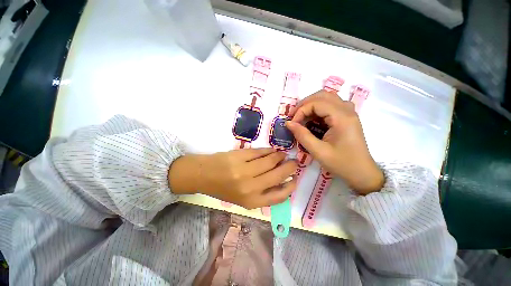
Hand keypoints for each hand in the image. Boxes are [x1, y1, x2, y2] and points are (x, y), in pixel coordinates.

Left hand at [168, 148, 297, 208]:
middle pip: (278, 175)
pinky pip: (260, 152)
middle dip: (290, 167)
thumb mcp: (243, 198)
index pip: (279, 196)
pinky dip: (268, 151)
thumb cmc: (224, 189)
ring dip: (279, 156)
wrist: (204, 176)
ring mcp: (244, 170)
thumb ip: (262, 192)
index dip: (291, 187)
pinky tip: (272, 151)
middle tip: (294, 162)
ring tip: (282, 155)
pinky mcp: (239, 156)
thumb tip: (282, 182)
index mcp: (251, 201)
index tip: (295, 179)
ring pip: (270, 160)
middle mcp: (250, 187)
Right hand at [286, 90, 383, 194]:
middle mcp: (347, 110)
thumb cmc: (342, 164)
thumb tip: (288, 123)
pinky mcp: (347, 118)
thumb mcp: (318, 151)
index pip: (316, 103)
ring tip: (301, 116)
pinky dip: (318, 109)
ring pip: (327, 98)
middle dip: (305, 104)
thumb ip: (302, 135)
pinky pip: (331, 105)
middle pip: (322, 95)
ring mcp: (349, 113)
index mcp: (342, 118)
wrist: (362, 173)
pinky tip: (313, 119)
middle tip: (294, 116)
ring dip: (311, 104)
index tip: (292, 124)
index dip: (301, 111)